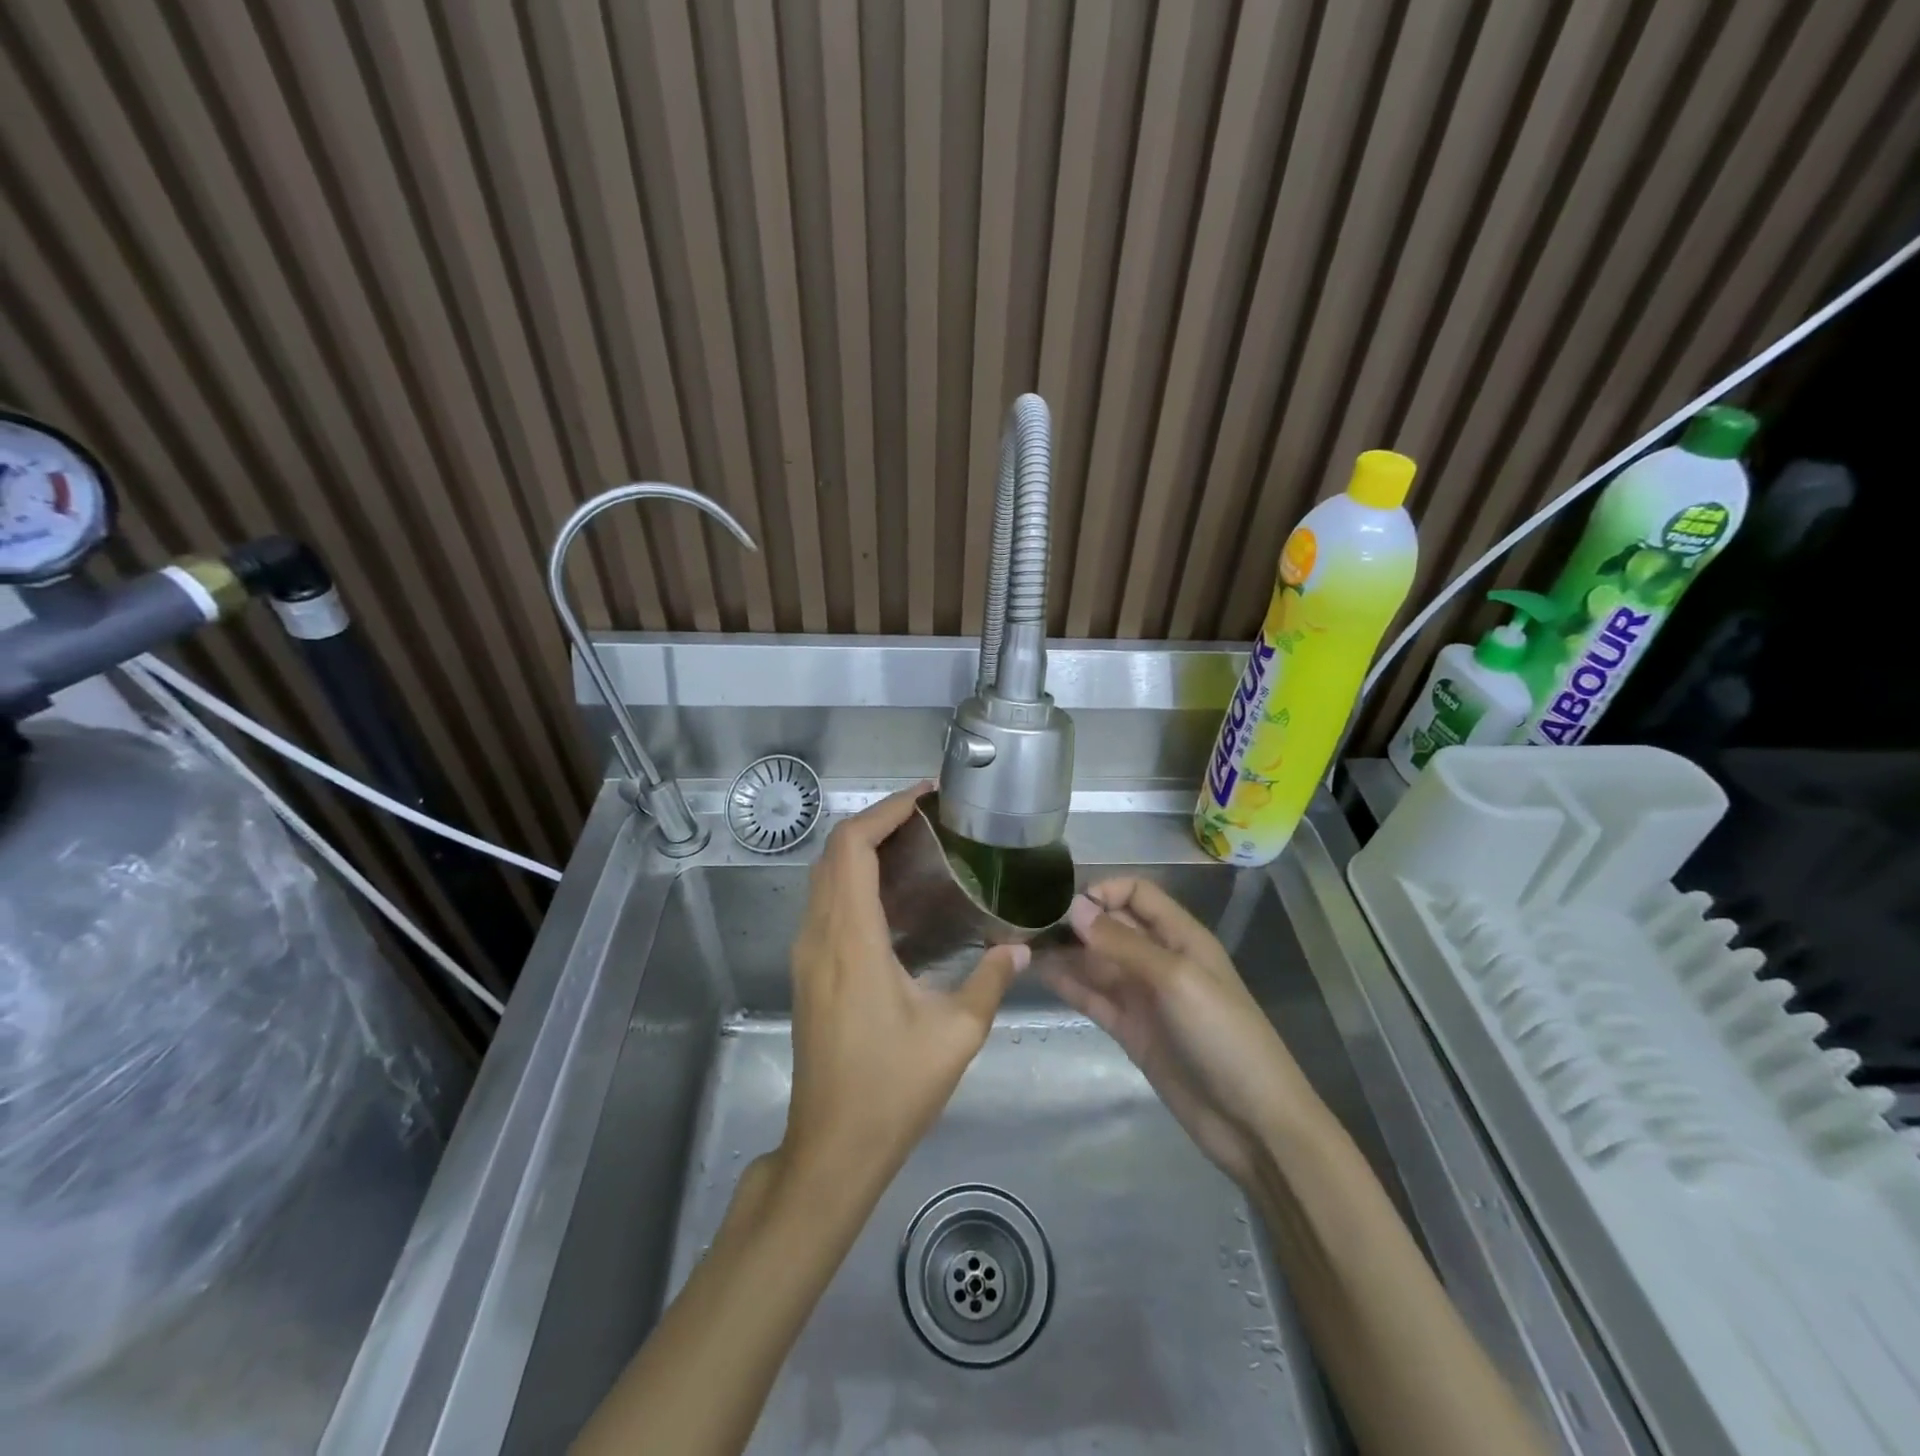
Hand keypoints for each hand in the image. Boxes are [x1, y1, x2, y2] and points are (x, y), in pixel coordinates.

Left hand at [781, 783, 1026, 1198]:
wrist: (833, 1145)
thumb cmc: (893, 1088)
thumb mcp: (956, 1033)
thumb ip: (991, 980)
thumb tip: (1020, 948)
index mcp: (851, 938)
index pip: (852, 848)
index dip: (885, 812)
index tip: (925, 797)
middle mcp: (819, 935)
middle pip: (834, 852)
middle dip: (877, 822)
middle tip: (929, 818)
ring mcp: (808, 953)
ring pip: (826, 876)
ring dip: (863, 849)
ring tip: (918, 847)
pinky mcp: (809, 970)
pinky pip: (827, 903)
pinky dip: (856, 880)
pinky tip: (899, 898)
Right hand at [1046, 877, 1324, 1188]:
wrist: (1253, 1122)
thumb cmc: (1223, 1036)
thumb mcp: (1176, 979)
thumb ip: (1123, 943)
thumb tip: (1075, 908)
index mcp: (1181, 937)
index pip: (1137, 894)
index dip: (1104, 892)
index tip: (1065, 904)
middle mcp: (1159, 959)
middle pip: (1111, 927)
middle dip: (1075, 921)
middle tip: (1026, 923)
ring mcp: (1143, 997)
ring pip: (1096, 962)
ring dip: (1065, 952)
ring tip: (1021, 945)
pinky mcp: (1130, 1030)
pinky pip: (1094, 997)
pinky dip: (1069, 984)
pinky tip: (1039, 973)